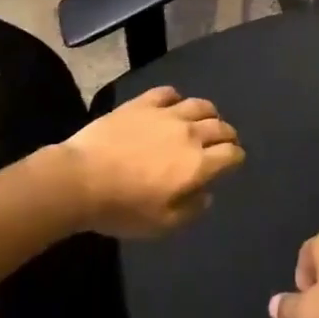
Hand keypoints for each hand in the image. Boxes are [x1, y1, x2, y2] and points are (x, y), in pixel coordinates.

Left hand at [58, 86, 245, 237]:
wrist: (82, 178)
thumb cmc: (123, 208)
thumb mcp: (162, 224)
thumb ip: (191, 209)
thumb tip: (206, 194)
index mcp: (198, 164)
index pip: (231, 154)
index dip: (236, 158)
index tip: (233, 162)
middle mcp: (189, 133)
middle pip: (220, 126)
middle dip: (227, 135)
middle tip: (224, 142)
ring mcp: (166, 113)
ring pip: (199, 105)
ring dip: (208, 113)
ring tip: (205, 120)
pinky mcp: (143, 102)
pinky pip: (168, 93)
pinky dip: (176, 98)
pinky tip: (172, 105)